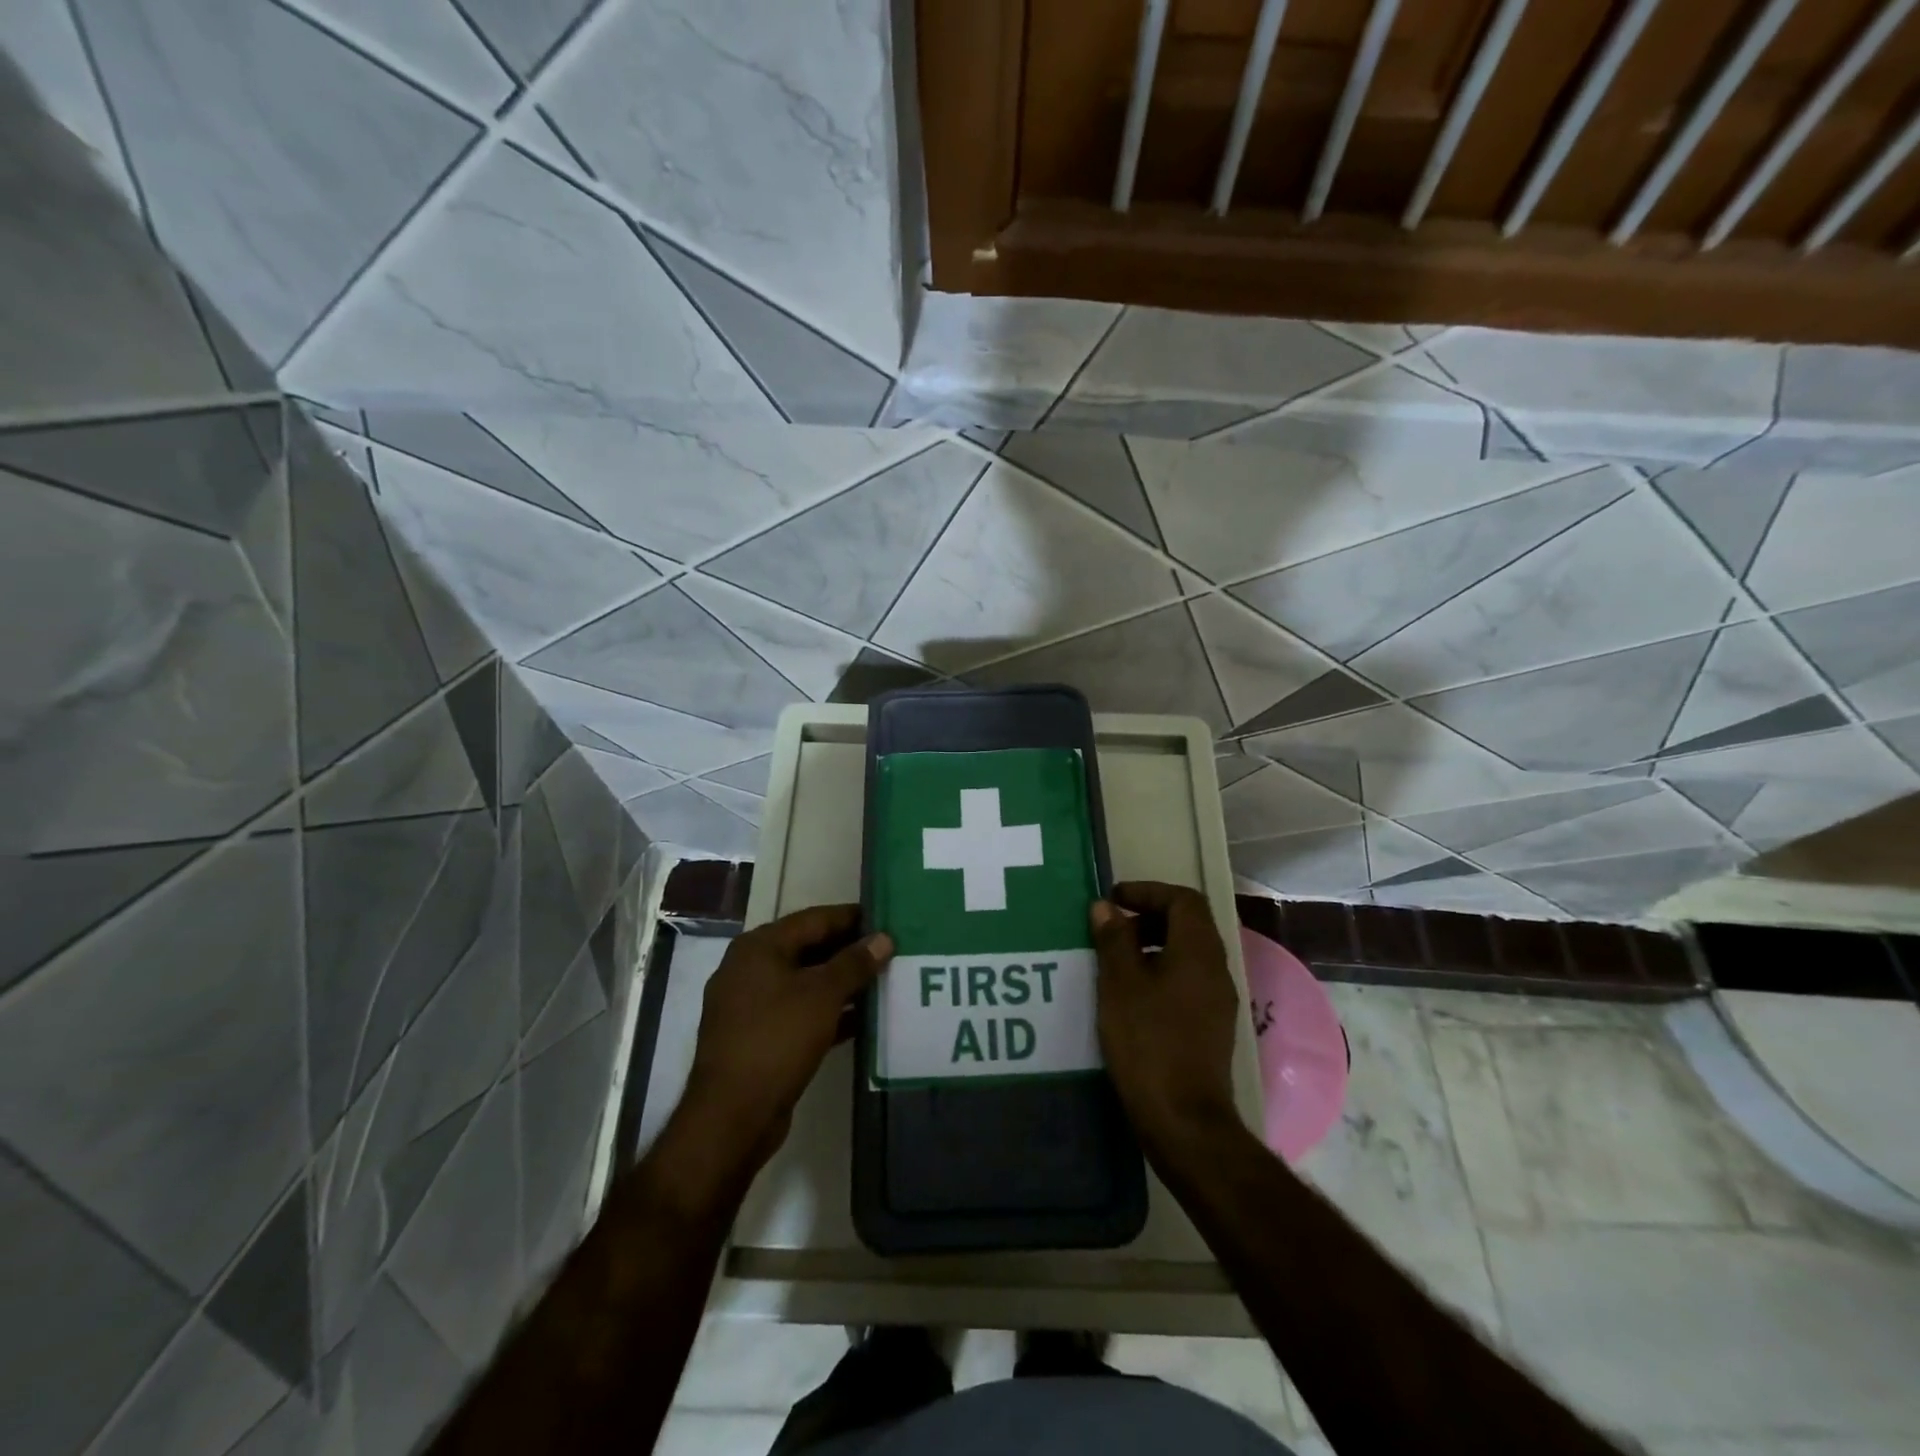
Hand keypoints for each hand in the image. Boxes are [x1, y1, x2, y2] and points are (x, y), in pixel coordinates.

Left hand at [676, 904, 891, 1174]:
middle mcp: (750, 969)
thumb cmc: (777, 1038)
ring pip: (806, 983)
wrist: (733, 1114)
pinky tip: (863, 1019)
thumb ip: (854, 963)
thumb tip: (883, 938)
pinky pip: (800, 1013)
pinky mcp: (759, 1038)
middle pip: (808, 949)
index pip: (814, 919)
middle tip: (890, 950)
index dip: (851, 917)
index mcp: (759, 947)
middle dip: (849, 951)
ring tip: (884, 980)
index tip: (886, 917)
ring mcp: (751, 1006)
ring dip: (842, 984)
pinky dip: (829, 1013)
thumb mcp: (822, 994)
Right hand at [1091, 882, 1241, 1155]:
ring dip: (1152, 945)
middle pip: (1189, 924)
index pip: (1183, 900)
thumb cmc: (1148, 1042)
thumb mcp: (1120, 985)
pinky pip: (1186, 981)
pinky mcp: (1210, 1027)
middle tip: (1112, 926)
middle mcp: (1215, 970)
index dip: (1148, 891)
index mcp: (1199, 951)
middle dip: (1149, 917)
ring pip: (1187, 954)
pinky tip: (1129, 995)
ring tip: (1114, 959)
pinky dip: (1159, 972)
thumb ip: (1113, 940)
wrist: (1184, 1120)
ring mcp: (1217, 1000)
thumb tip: (1106, 907)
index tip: (1115, 899)